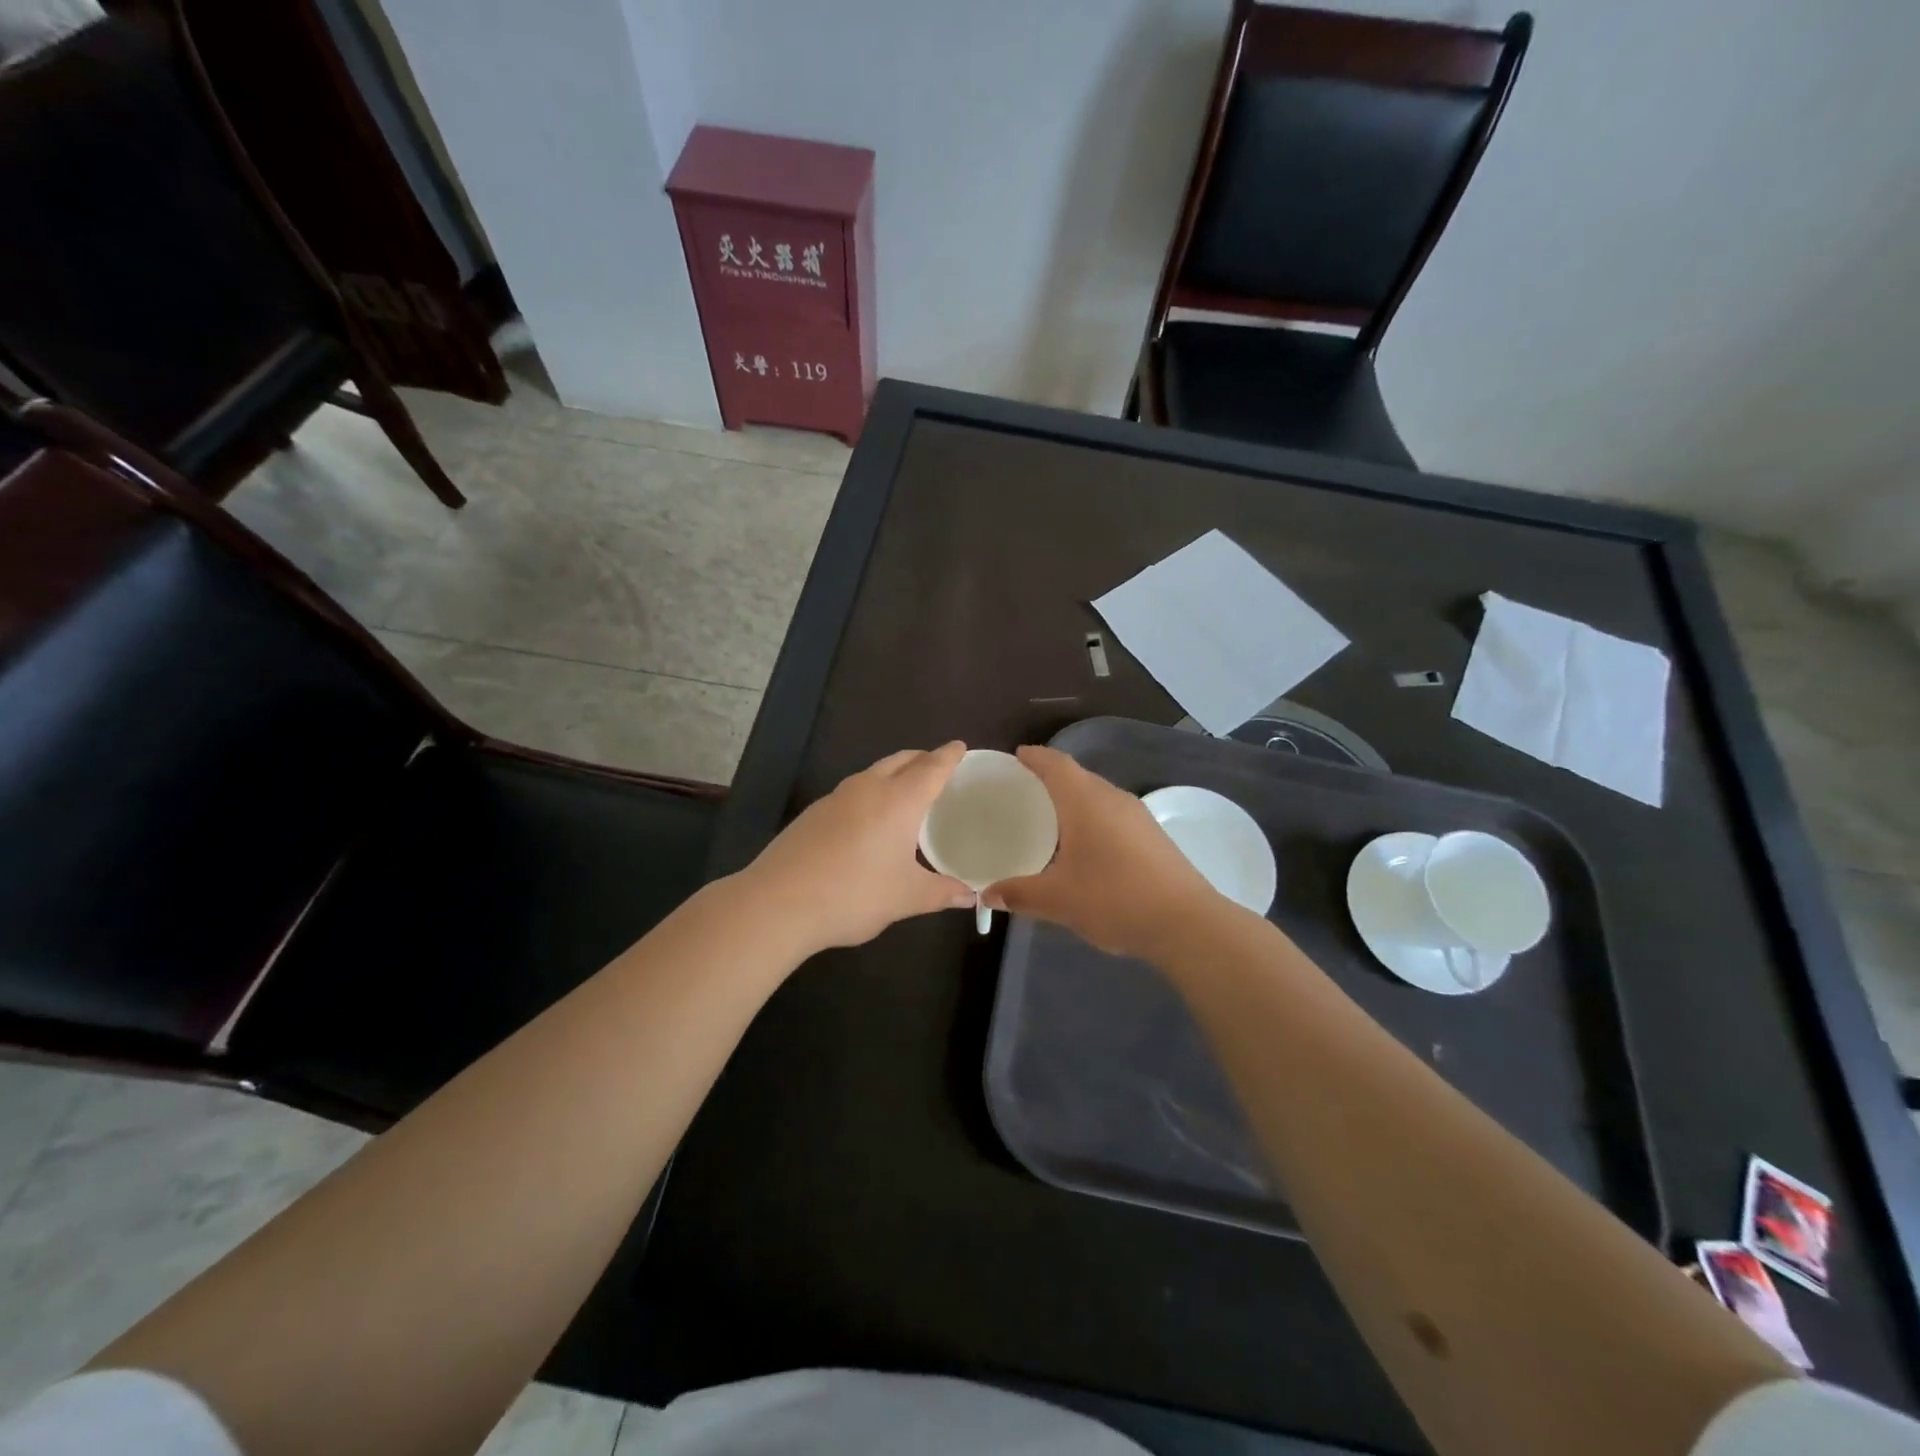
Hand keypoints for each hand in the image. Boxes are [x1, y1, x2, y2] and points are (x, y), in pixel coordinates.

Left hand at [741, 741, 973, 952]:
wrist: (778, 903)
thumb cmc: (854, 894)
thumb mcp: (906, 898)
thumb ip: (941, 893)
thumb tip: (970, 896)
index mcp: (899, 800)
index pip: (931, 768)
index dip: (949, 756)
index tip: (960, 746)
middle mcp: (868, 788)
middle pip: (901, 761)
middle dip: (921, 759)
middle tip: (937, 766)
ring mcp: (835, 798)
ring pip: (873, 773)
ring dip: (893, 774)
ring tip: (905, 792)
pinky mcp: (813, 813)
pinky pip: (852, 792)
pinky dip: (870, 794)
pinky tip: (868, 820)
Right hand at [984, 745, 1221, 961]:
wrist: (1186, 923)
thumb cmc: (1114, 899)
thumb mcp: (1058, 900)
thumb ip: (1019, 894)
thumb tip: (987, 893)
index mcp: (1086, 801)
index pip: (1056, 764)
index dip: (1035, 757)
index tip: (1016, 757)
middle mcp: (1112, 798)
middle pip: (1077, 775)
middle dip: (1050, 778)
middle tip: (1023, 791)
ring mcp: (1137, 816)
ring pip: (1097, 795)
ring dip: (1073, 799)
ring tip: (1049, 817)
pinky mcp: (1152, 835)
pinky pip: (1112, 814)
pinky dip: (1091, 817)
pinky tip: (1083, 844)